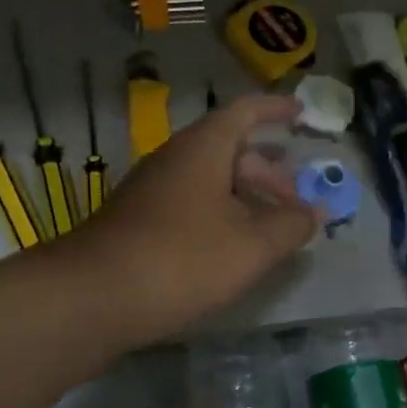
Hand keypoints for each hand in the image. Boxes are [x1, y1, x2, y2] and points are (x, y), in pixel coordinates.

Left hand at [68, 94, 318, 342]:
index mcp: (204, 147)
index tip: (302, 113)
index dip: (276, 109)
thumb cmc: (182, 259)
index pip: (246, 111)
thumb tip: (315, 211)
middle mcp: (175, 158)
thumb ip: (290, 226)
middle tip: (294, 202)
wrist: (91, 297)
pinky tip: (229, 250)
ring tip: (269, 229)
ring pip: (209, 179)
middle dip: (268, 171)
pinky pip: (190, 202)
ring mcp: (152, 188)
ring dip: (244, 197)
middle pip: (230, 149)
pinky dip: (219, 215)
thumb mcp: (251, 246)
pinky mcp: (138, 219)